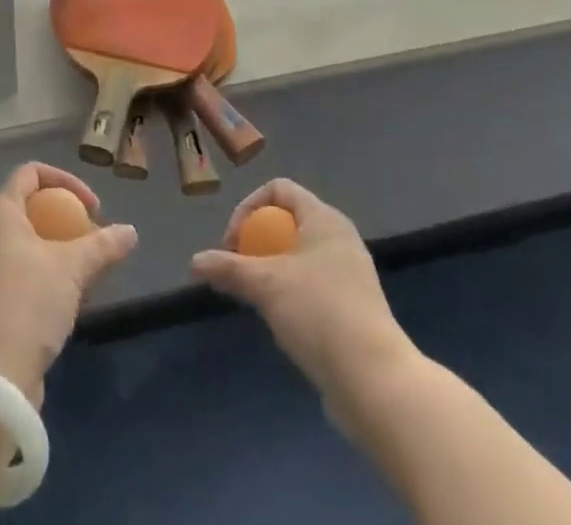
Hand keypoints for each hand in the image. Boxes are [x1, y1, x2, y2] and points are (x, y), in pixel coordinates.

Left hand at [0, 162, 136, 407]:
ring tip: (86, 277)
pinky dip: (45, 278)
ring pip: (27, 245)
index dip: (66, 181)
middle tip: (93, 243)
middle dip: (66, 221)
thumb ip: (103, 246)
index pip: (31, 173)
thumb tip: (131, 232)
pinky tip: (67, 304)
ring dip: (59, 254)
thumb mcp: (72, 269)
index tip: (93, 209)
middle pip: (30, 209)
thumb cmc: (27, 303)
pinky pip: (20, 275)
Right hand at [191, 178, 414, 404]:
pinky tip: (283, 323)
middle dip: (257, 242)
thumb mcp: (266, 286)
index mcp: (324, 218)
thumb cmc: (319, 313)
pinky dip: (292, 294)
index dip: (248, 207)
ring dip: (272, 270)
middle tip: (240, 272)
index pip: (279, 188)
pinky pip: (314, 285)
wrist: (375, 381)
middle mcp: (340, 237)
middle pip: (288, 221)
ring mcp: (350, 273)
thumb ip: (229, 269)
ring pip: (300, 255)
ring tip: (257, 299)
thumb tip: (194, 262)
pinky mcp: (354, 307)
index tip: (232, 244)